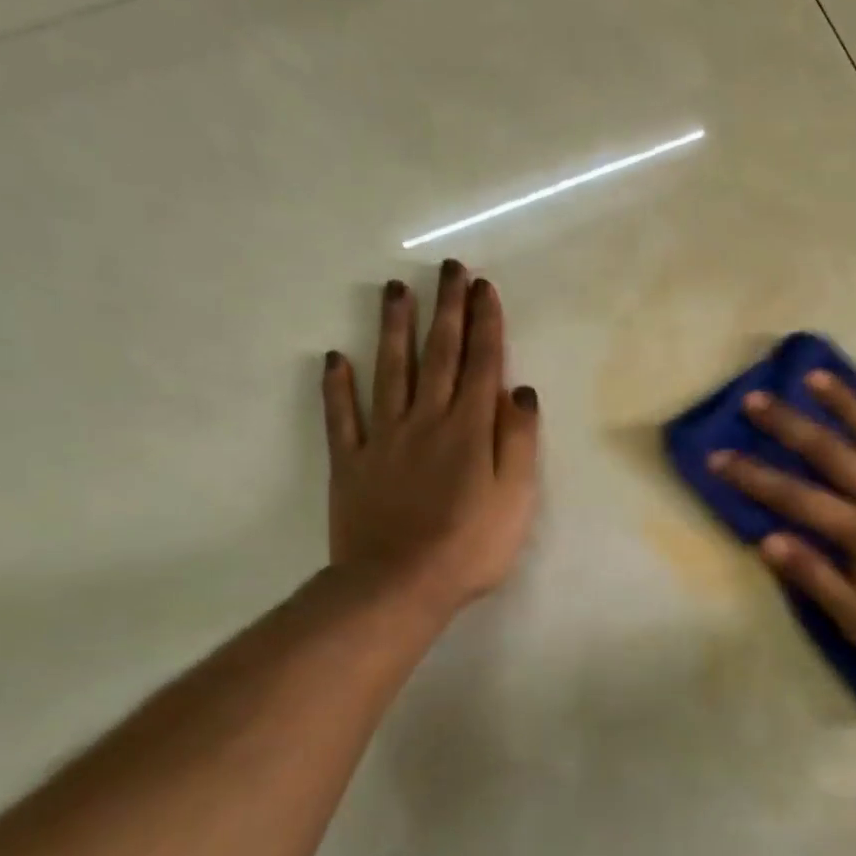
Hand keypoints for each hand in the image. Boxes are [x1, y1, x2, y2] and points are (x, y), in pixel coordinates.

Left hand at [320, 260, 539, 621]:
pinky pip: (341, 417)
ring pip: (390, 371)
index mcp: (469, 429)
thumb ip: (519, 440)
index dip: (485, 324)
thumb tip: (521, 391)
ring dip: (393, 328)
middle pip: (439, 355)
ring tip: (395, 290)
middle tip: (448, 269)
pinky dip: (338, 386)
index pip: (481, 364)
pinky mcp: (350, 462)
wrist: (399, 586)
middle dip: (446, 309)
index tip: (484, 288)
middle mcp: (427, 420)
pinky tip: (335, 358)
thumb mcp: (517, 497)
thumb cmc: (471, 545)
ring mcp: (383, 439)